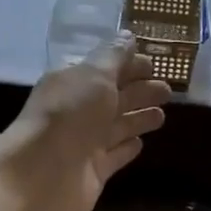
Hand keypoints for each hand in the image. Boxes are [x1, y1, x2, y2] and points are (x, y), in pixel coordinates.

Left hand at [0, 35, 170, 210]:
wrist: (41, 175)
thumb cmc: (69, 115)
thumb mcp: (94, 75)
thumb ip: (114, 56)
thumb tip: (128, 35)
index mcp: (74, 83)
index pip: (106, 68)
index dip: (129, 64)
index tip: (155, 63)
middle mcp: (78, 111)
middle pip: (115, 97)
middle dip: (141, 91)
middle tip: (169, 90)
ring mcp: (86, 143)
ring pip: (118, 126)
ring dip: (139, 118)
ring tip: (163, 115)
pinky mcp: (94, 171)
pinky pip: (115, 155)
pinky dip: (127, 148)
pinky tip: (141, 143)